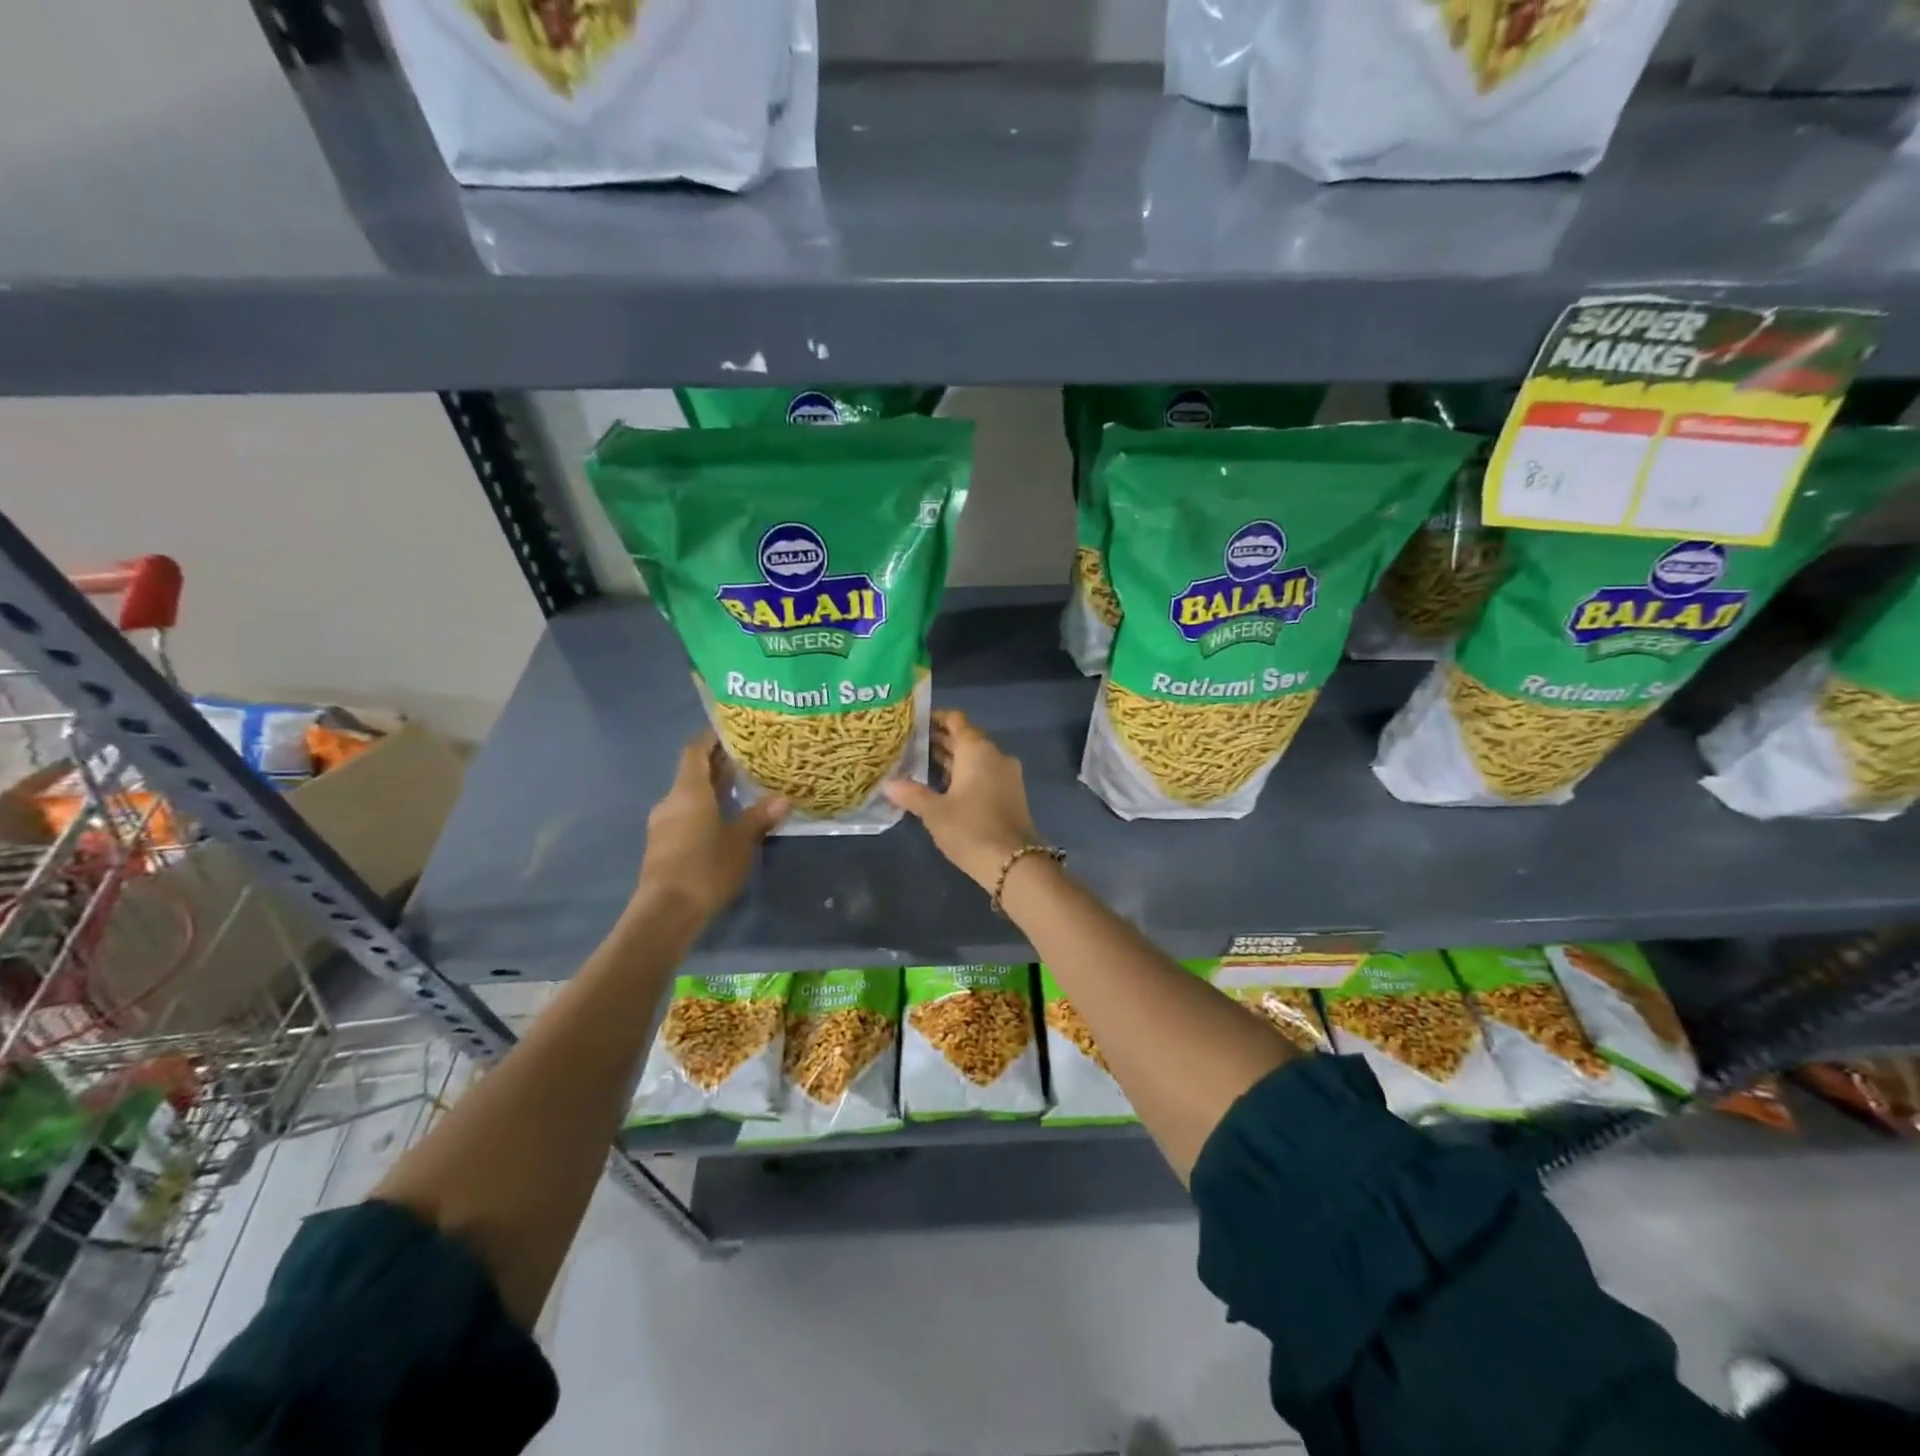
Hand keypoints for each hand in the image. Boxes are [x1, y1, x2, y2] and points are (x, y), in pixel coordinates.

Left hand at [635, 733, 787, 922]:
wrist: (666, 912)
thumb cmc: (705, 867)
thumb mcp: (740, 842)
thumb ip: (759, 817)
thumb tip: (784, 798)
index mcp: (688, 791)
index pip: (695, 750)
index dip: (711, 737)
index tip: (731, 730)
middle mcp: (671, 801)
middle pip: (693, 772)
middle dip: (717, 764)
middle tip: (747, 759)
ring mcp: (663, 824)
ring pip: (689, 796)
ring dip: (711, 789)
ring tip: (741, 789)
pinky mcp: (662, 845)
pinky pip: (685, 815)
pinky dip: (704, 809)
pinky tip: (724, 820)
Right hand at [884, 710, 1039, 890]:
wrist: (1014, 863)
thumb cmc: (971, 829)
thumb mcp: (934, 812)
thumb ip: (911, 794)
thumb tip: (888, 784)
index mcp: (977, 749)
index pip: (956, 720)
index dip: (935, 718)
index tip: (913, 723)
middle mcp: (994, 754)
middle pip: (965, 738)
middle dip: (939, 741)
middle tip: (909, 745)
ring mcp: (1006, 774)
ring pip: (974, 758)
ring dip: (951, 759)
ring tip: (919, 765)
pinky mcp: (1010, 794)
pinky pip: (984, 774)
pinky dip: (964, 774)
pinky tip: (943, 787)